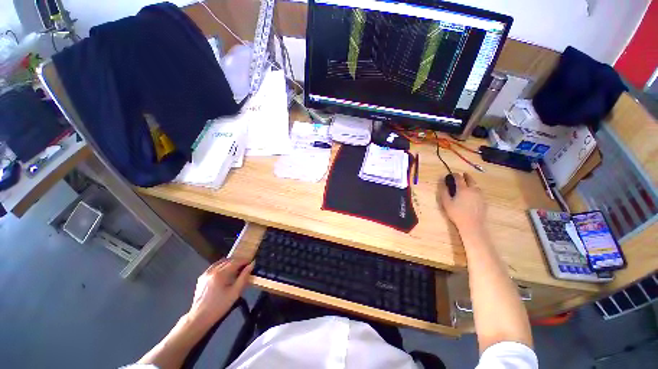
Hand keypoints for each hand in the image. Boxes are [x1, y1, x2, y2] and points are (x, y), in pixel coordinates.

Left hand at [188, 258, 253, 326]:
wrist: (199, 318)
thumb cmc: (219, 306)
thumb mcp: (235, 293)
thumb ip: (244, 277)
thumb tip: (251, 265)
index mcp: (220, 274)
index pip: (235, 262)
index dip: (244, 260)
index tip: (251, 262)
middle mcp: (212, 271)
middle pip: (228, 261)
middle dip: (237, 261)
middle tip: (245, 266)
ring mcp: (205, 273)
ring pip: (220, 262)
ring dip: (230, 263)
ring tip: (236, 269)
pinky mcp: (202, 278)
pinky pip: (214, 267)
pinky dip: (221, 266)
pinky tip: (225, 272)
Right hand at [440, 173, 486, 232]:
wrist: (472, 225)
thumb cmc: (456, 213)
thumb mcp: (446, 202)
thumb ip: (444, 191)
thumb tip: (442, 182)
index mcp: (463, 189)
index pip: (459, 178)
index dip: (455, 175)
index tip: (451, 174)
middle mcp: (473, 189)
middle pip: (470, 179)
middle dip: (465, 176)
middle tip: (461, 175)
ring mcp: (480, 195)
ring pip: (476, 185)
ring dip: (471, 182)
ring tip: (467, 184)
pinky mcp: (484, 200)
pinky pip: (479, 191)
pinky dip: (475, 189)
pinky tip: (471, 193)